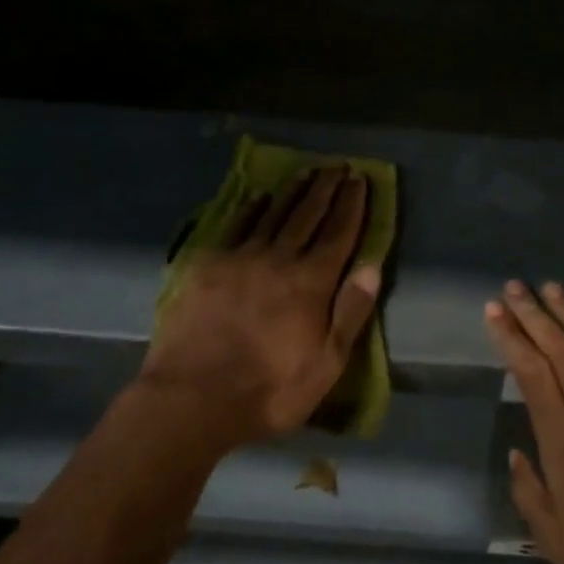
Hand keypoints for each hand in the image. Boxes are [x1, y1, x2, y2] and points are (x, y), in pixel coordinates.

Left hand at [141, 167, 379, 447]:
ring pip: (275, 214)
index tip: (360, 180)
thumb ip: (350, 313)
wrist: (191, 398)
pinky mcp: (209, 265)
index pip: (339, 233)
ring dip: (294, 191)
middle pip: (309, 215)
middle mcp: (280, 259)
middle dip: (327, 189)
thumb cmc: (267, 390)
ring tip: (308, 171)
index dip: (351, 205)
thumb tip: (372, 267)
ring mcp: (242, 258)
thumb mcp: (325, 365)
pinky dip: (252, 209)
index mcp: (312, 282)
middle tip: (338, 165)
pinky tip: (259, 197)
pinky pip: (236, 227)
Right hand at [486, 281, 563, 563]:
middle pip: (558, 349)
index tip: (494, 311)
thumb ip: (528, 492)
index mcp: (562, 441)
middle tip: (514, 287)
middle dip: (533, 314)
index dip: (510, 336)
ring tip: (553, 288)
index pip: (530, 372)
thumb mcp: (554, 541)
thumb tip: (516, 450)